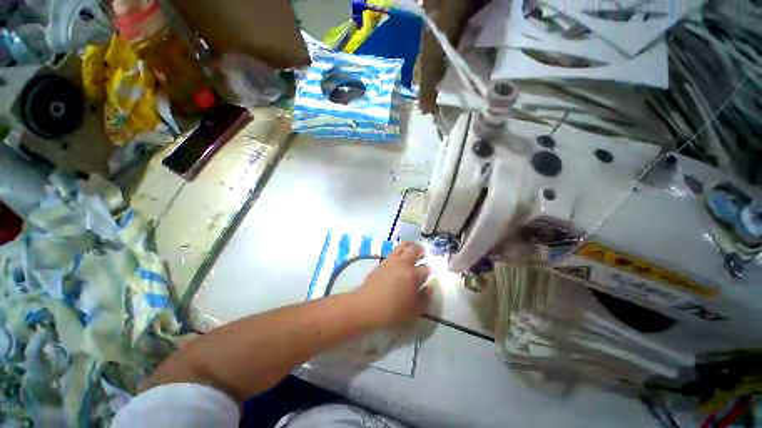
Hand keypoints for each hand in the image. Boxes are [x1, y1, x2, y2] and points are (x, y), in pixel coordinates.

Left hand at [354, 242, 431, 326]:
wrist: (366, 305)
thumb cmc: (392, 311)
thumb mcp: (413, 310)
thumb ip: (425, 298)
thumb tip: (430, 287)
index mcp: (414, 275)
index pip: (427, 268)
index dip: (430, 271)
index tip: (430, 274)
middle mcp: (404, 263)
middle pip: (415, 249)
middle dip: (422, 251)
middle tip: (423, 255)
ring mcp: (392, 260)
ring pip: (404, 245)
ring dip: (411, 246)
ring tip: (413, 251)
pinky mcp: (383, 261)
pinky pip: (395, 250)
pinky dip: (401, 250)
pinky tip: (401, 258)